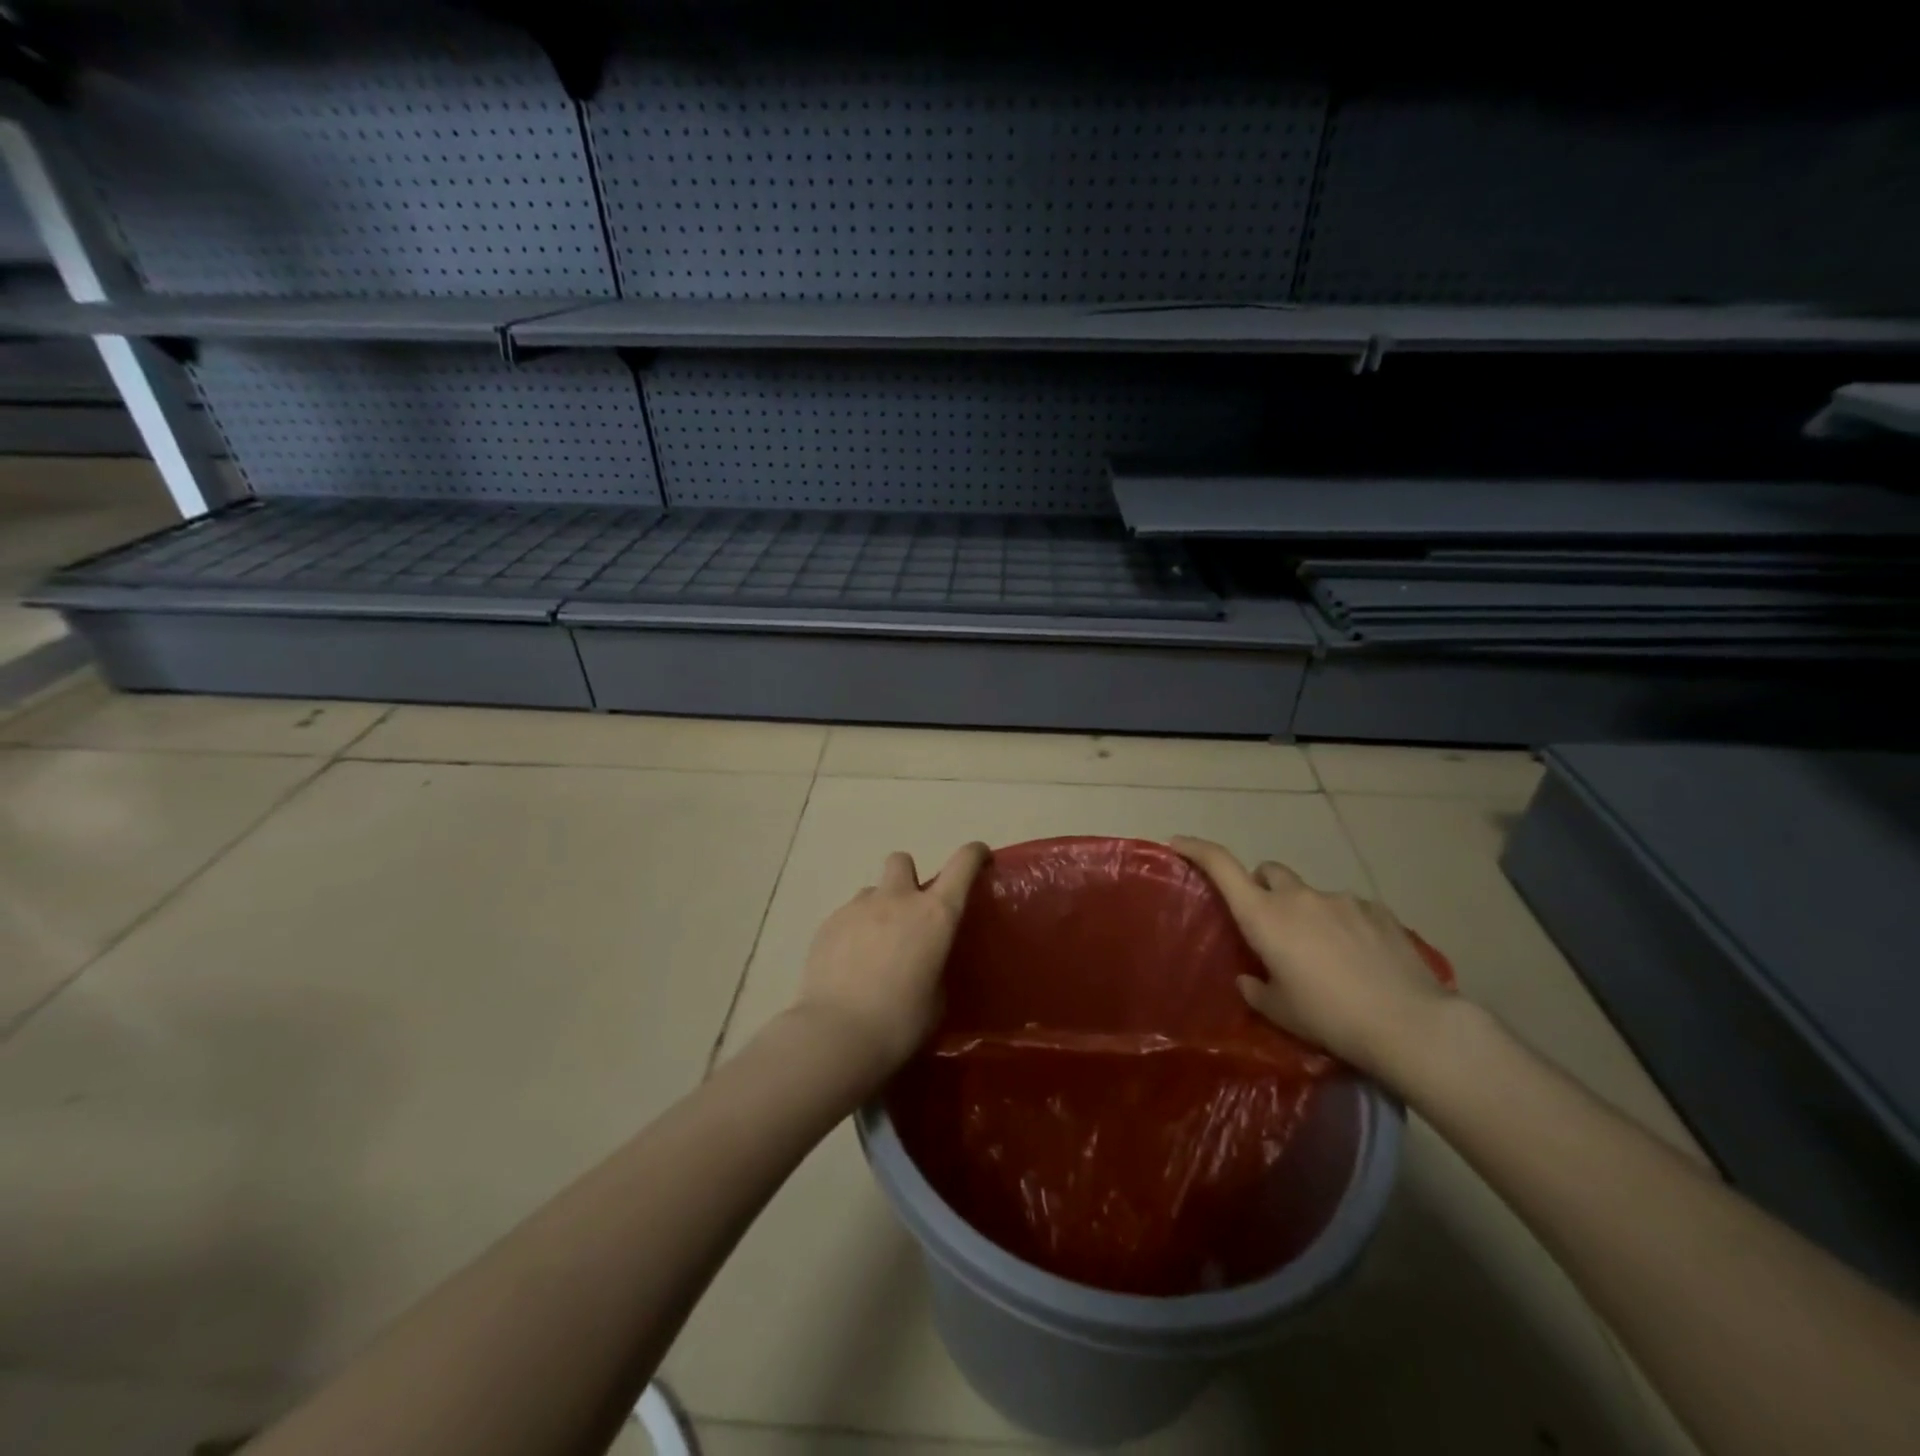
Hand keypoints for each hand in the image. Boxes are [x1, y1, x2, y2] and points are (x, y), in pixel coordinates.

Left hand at [790, 842, 990, 1078]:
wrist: (836, 1034)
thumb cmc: (900, 1023)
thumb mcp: (936, 1000)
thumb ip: (934, 967)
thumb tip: (923, 962)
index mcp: (935, 914)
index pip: (962, 865)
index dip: (974, 854)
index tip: (979, 856)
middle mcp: (897, 900)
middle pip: (903, 860)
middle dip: (908, 878)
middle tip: (908, 912)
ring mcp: (857, 908)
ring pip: (872, 891)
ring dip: (878, 909)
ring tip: (874, 948)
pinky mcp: (827, 924)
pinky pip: (847, 916)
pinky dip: (853, 932)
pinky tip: (848, 966)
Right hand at [1171, 836, 1453, 1080]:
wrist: (1410, 1024)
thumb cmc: (1329, 1017)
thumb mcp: (1280, 1011)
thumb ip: (1256, 988)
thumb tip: (1250, 978)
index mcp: (1264, 916)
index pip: (1221, 866)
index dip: (1197, 849)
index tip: (1179, 842)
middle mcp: (1299, 898)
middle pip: (1270, 872)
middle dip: (1263, 888)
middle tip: (1270, 924)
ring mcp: (1342, 900)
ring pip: (1311, 894)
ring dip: (1307, 913)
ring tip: (1326, 955)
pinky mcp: (1378, 911)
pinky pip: (1349, 909)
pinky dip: (1344, 925)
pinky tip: (1361, 960)